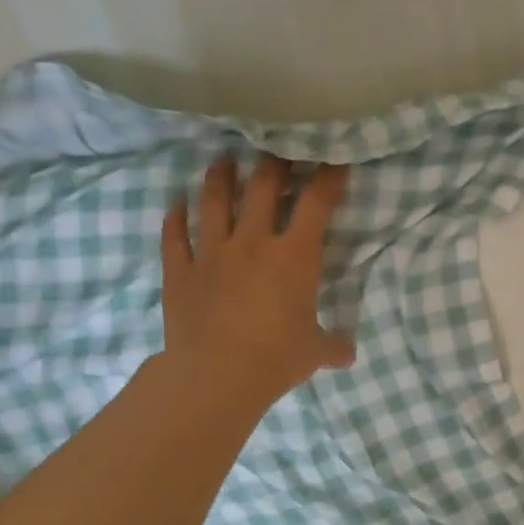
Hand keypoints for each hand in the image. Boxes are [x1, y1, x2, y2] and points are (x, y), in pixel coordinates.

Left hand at [160, 157, 355, 407]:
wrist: (216, 376)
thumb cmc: (276, 358)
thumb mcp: (315, 352)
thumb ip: (333, 346)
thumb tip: (348, 354)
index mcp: (294, 256)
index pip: (316, 204)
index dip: (329, 178)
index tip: (335, 160)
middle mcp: (252, 242)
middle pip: (262, 188)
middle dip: (274, 163)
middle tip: (278, 148)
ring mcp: (211, 253)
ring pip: (213, 202)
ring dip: (220, 177)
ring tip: (223, 161)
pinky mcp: (180, 272)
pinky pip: (174, 237)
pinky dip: (174, 218)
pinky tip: (176, 204)